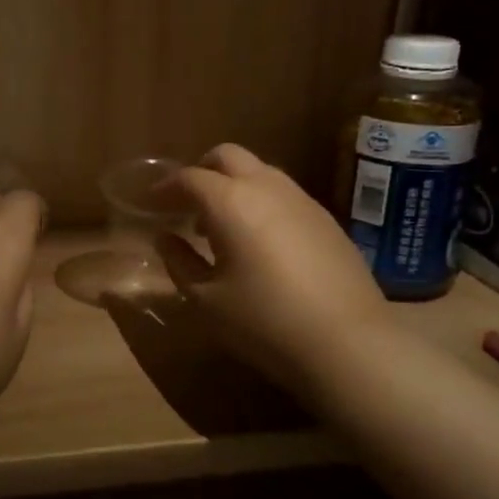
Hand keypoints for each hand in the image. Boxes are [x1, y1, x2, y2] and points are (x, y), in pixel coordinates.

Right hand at [154, 145, 388, 391]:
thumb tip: (165, 238)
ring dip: (233, 186)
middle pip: (227, 156)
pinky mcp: (326, 218)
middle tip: (186, 203)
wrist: (348, 342)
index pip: (189, 178)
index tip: (151, 203)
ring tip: (221, 225)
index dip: (165, 188)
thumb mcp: (206, 299)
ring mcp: (301, 199)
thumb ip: (179, 261)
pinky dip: (260, 202)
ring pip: (259, 171)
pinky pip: (283, 193)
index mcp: (229, 202)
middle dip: (201, 171)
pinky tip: (259, 240)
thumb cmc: (263, 322)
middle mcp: (266, 187)